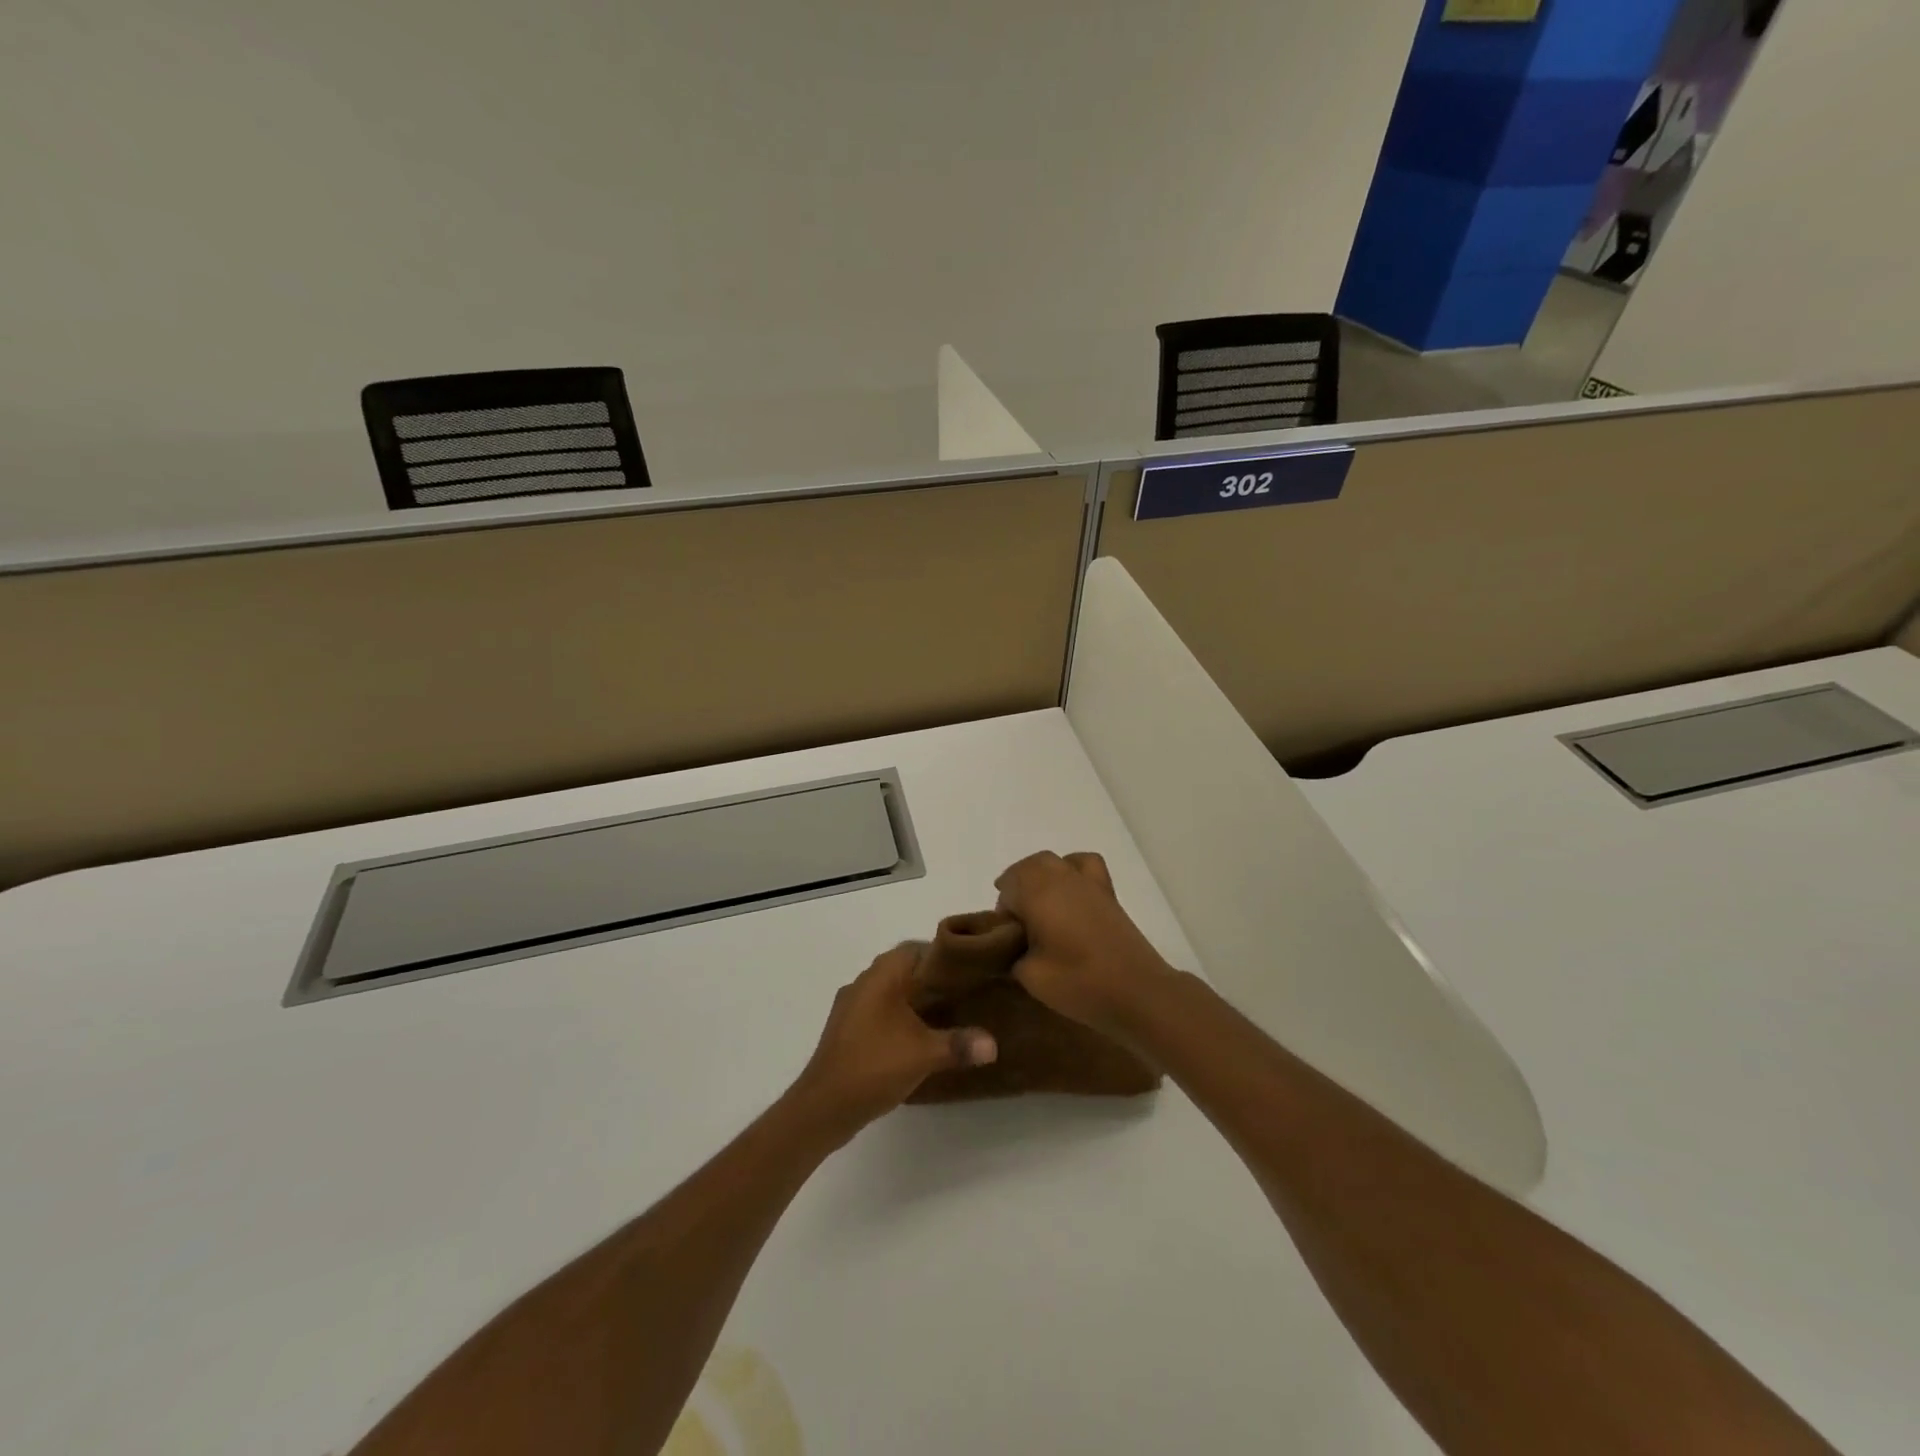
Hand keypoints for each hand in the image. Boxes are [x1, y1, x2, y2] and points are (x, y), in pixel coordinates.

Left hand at [791, 944, 996, 1138]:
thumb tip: (993, 1044)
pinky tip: (916, 1038)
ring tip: (946, 1016)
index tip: (968, 971)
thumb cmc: (874, 1065)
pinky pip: (878, 1012)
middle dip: (931, 980)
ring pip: (889, 992)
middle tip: (963, 994)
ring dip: (914, 1000)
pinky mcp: (846, 1030)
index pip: (916, 948)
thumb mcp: (924, 1054)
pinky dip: (898, 1018)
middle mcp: (863, 983)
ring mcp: (850, 1007)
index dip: (943, 956)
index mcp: (881, 976)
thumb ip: (960, 1044)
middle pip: (903, 969)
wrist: (823, 1107)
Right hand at [993, 851, 1177, 1037]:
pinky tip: (1070, 892)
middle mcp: (1060, 878)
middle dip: (1016, 888)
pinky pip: (1083, 864)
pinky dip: (1070, 868)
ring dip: (1039, 876)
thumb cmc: (1079, 983)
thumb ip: (1013, 955)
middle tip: (1017, 923)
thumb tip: (1015, 946)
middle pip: (1028, 867)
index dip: (1003, 912)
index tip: (1008, 939)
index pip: (1007, 888)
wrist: (1137, 991)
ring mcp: (1087, 882)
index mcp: (1038, 893)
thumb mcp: (1031, 976)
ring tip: (1039, 906)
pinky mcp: (1107, 892)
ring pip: (1053, 862)